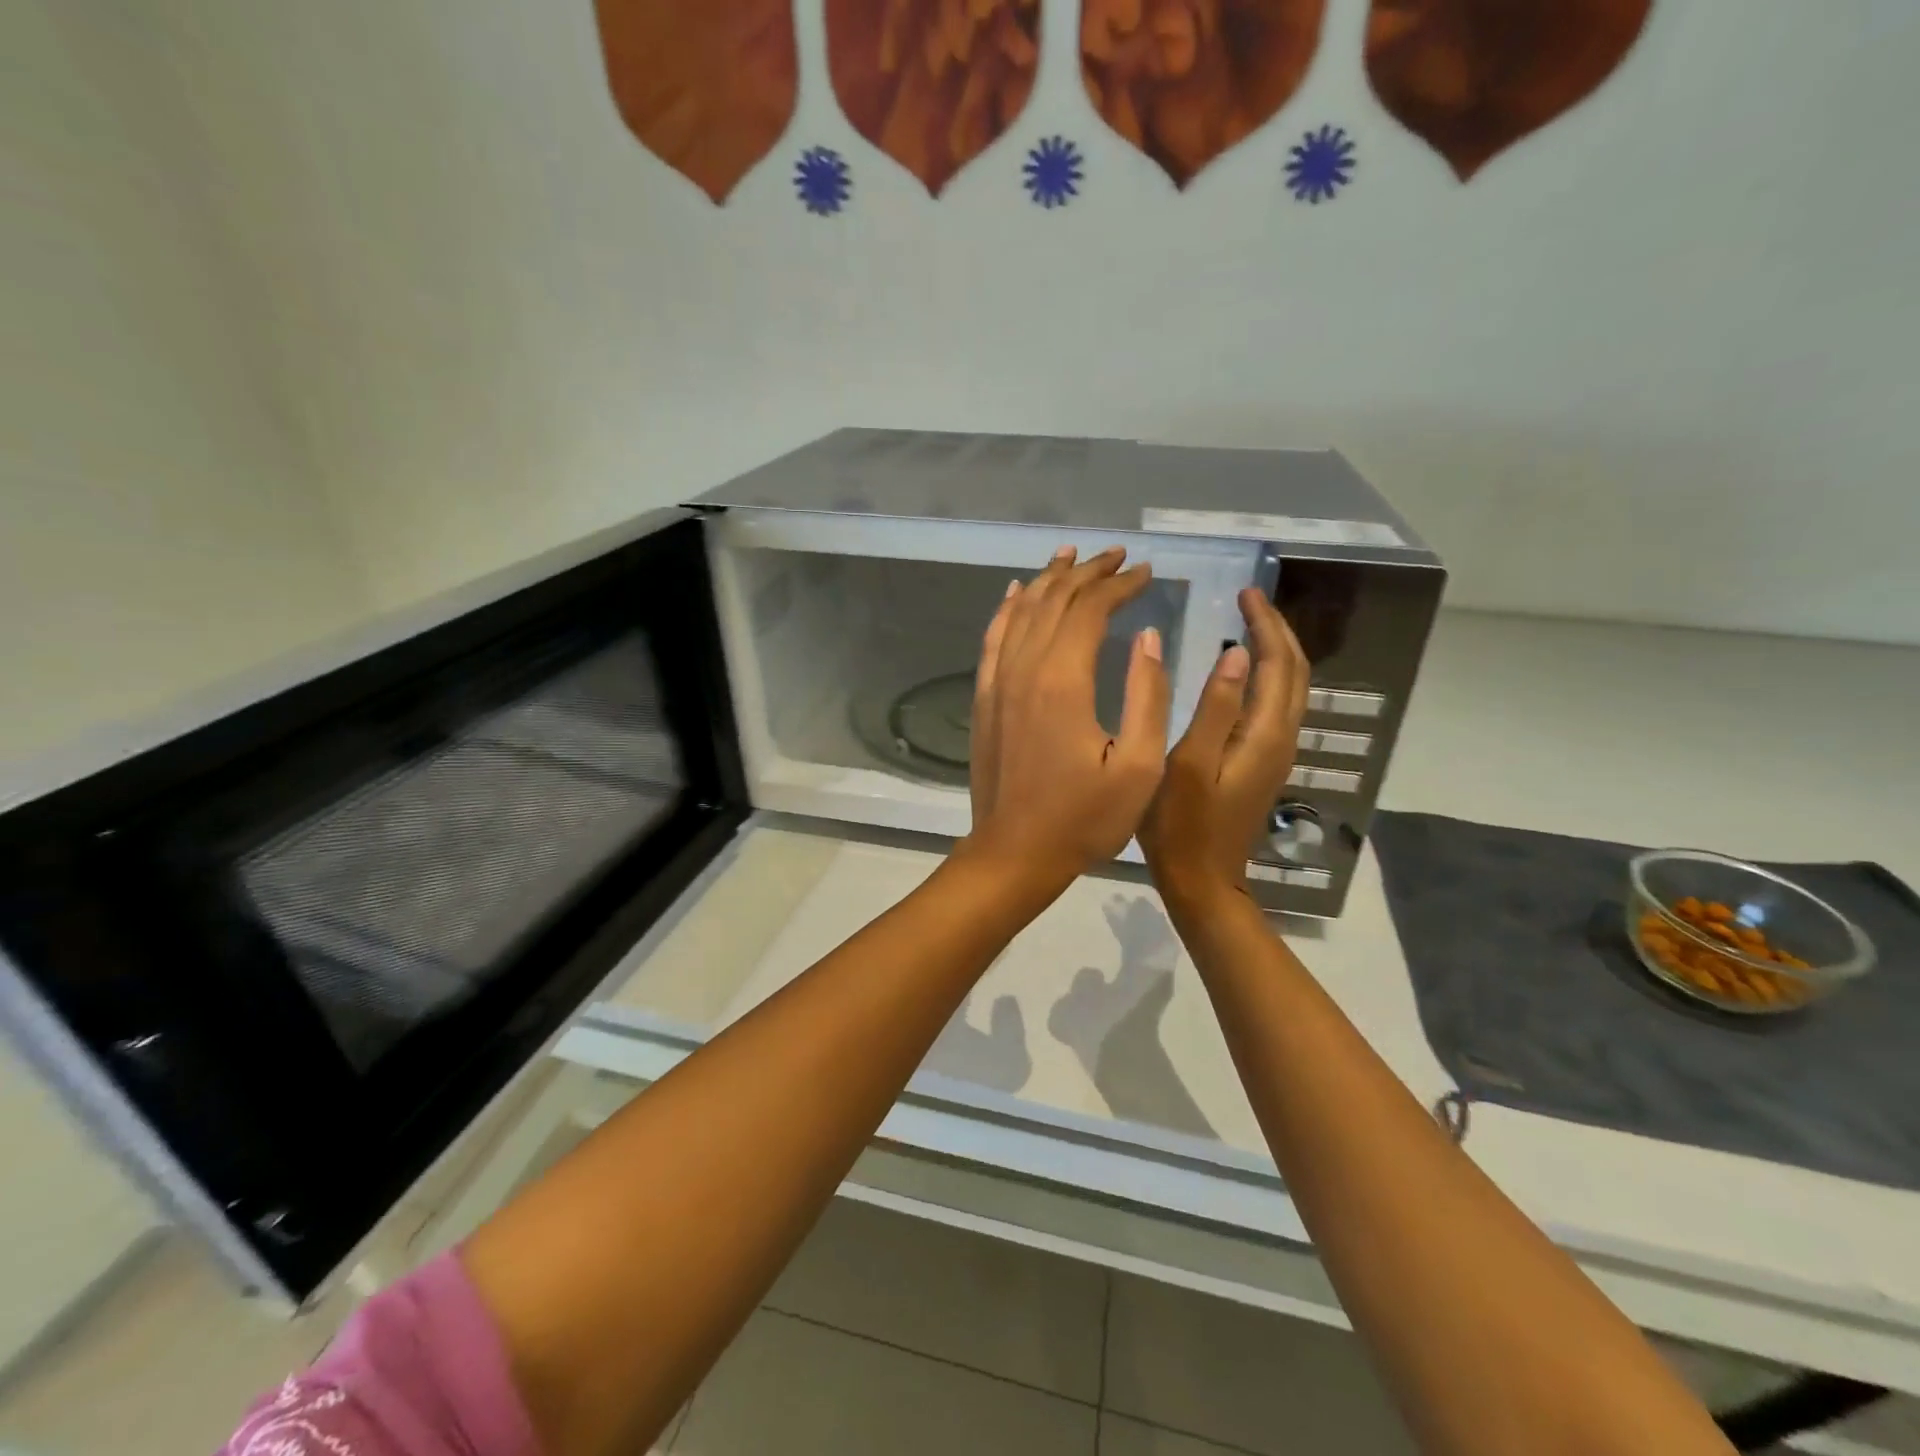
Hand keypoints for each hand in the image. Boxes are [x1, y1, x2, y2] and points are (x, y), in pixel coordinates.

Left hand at [965, 546, 1170, 889]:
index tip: (1146, 574)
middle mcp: (1024, 669)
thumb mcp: (1138, 767)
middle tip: (1117, 557)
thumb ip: (1147, 695)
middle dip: (1088, 573)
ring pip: (1021, 612)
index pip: (1091, 610)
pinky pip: (993, 639)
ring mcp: (997, 682)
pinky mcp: (984, 698)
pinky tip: (1017, 593)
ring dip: (1048, 580)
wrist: (1014, 853)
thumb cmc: (1084, 819)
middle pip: (1054, 600)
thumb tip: (1147, 636)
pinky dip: (1007, 609)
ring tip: (1071, 556)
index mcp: (1064, 681)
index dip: (1120, 586)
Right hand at [1139, 587, 1309, 914]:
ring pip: (1290, 688)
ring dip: (1276, 651)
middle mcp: (1282, 738)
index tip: (1245, 593)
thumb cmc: (1182, 825)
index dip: (1265, 624)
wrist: (1202, 880)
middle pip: (1295, 672)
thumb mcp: (1189, 765)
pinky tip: (1245, 672)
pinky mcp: (1264, 763)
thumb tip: (1235, 656)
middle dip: (1277, 630)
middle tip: (1248, 600)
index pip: (1279, 664)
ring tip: (1249, 625)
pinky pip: (1277, 705)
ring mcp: (1276, 753)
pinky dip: (1268, 676)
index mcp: (1265, 735)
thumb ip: (1215, 710)